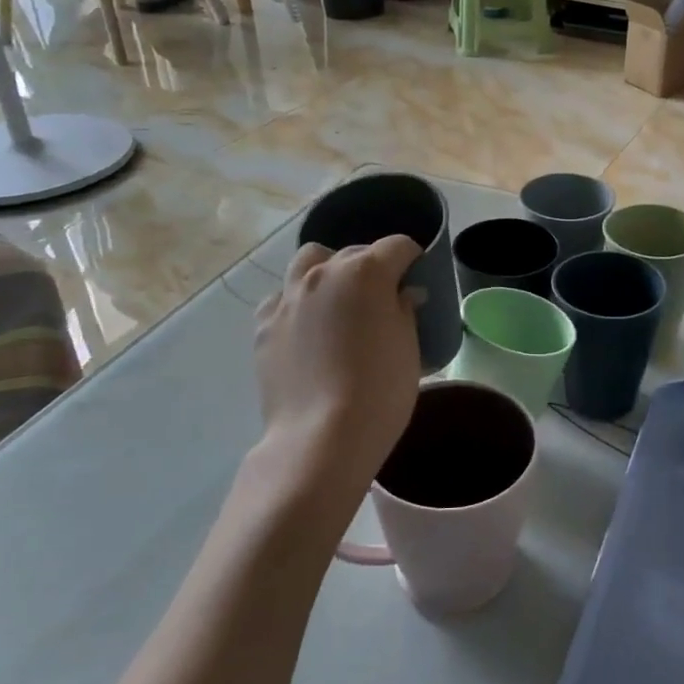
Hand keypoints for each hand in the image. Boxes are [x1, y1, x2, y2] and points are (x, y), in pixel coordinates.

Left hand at [252, 238, 423, 512]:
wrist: (322, 437)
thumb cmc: (381, 390)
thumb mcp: (408, 346)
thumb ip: (405, 309)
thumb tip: (403, 295)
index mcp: (366, 272)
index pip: (397, 246)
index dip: (412, 258)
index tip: (418, 275)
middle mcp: (323, 273)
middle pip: (353, 251)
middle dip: (372, 265)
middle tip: (384, 295)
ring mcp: (288, 297)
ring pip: (309, 262)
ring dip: (328, 270)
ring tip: (339, 299)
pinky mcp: (265, 325)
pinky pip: (283, 297)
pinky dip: (298, 301)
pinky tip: (308, 327)